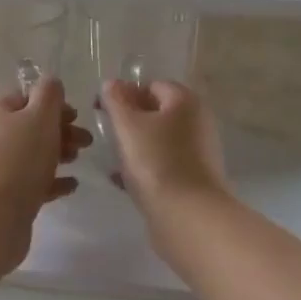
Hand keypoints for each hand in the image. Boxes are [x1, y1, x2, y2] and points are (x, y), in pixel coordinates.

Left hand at [0, 76, 91, 272]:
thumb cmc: (18, 160)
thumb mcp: (40, 117)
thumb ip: (49, 95)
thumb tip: (51, 82)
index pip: (25, 98)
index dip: (53, 104)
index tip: (76, 116)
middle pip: (28, 127)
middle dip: (60, 131)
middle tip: (86, 142)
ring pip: (30, 155)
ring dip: (57, 154)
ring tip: (78, 161)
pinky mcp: (0, 196)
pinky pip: (29, 182)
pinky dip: (50, 181)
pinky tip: (70, 186)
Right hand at [100, 80, 228, 221]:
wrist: (188, 216)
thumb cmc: (156, 162)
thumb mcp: (128, 125)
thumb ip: (116, 100)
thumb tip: (112, 84)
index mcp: (186, 101)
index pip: (151, 85)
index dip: (124, 94)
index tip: (101, 110)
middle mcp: (198, 121)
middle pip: (157, 112)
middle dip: (130, 121)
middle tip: (106, 134)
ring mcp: (199, 151)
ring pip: (159, 140)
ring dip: (135, 146)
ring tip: (112, 159)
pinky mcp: (194, 178)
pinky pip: (164, 164)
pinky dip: (145, 167)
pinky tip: (123, 180)